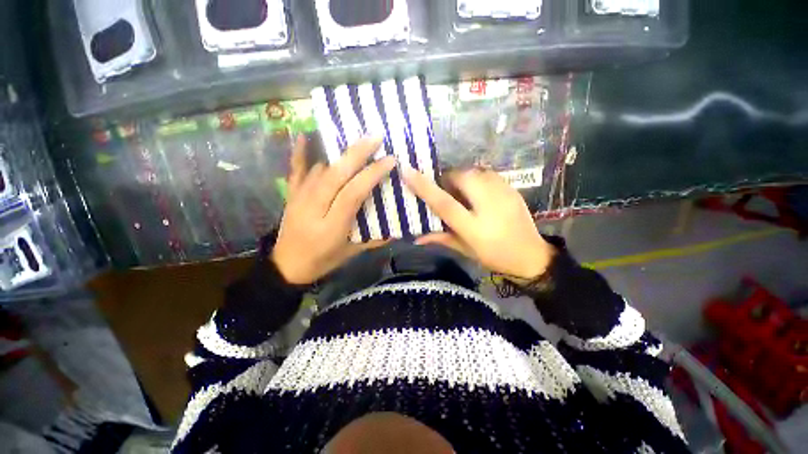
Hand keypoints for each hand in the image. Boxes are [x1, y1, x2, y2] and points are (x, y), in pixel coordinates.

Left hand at [272, 136, 394, 284]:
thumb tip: (397, 229)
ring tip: (356, 137)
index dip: (371, 175)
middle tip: (375, 138)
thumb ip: (374, 240)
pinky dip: (299, 153)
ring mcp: (299, 200)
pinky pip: (295, 171)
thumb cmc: (323, 261)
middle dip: (357, 154)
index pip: (352, 194)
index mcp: (332, 226)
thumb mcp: (351, 254)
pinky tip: (302, 134)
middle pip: (336, 176)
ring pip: (320, 170)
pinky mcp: (291, 196)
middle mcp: (314, 209)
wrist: (287, 266)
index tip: (389, 161)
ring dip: (339, 152)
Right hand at [401, 167, 554, 280]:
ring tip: (463, 192)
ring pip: (474, 172)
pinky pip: (487, 174)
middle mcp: (489, 205)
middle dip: (448, 180)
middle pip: (461, 178)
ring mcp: (503, 194)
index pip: (444, 203)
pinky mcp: (512, 188)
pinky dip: (476, 178)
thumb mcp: (465, 250)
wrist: (532, 255)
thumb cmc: (494, 256)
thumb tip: (416, 238)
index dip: (425, 186)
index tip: (407, 171)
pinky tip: (478, 192)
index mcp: (474, 227)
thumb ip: (440, 238)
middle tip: (446, 192)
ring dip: (462, 178)